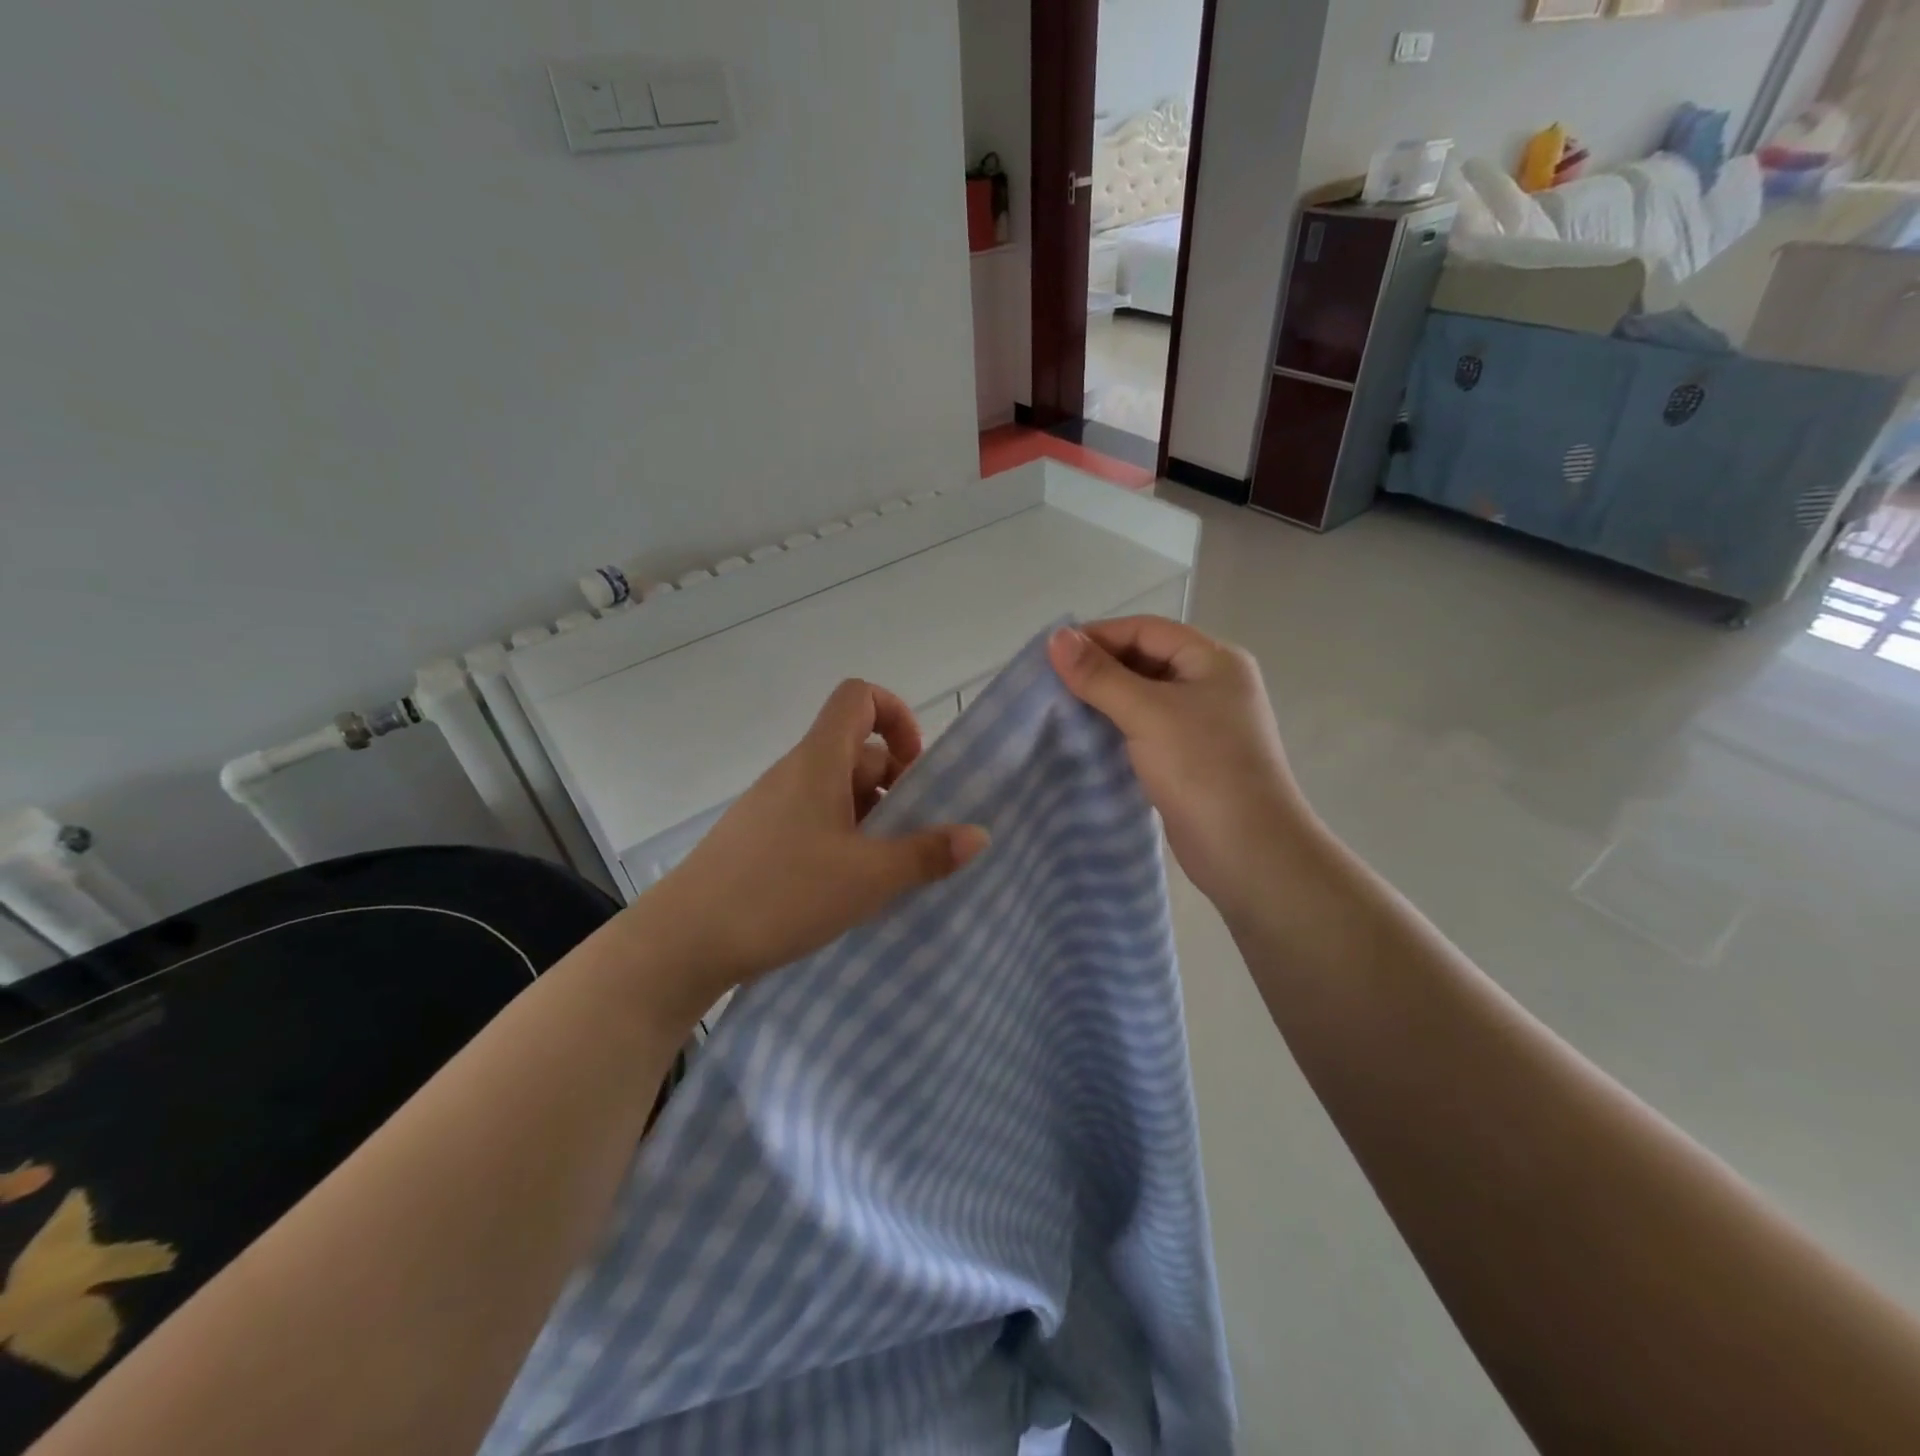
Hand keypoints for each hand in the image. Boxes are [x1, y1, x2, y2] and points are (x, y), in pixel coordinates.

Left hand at [633, 679, 988, 1024]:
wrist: (684, 941)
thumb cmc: (781, 893)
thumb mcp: (867, 877)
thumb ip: (926, 854)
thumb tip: (978, 835)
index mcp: (819, 761)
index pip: (858, 697)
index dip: (896, 715)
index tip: (916, 766)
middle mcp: (796, 774)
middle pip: (857, 751)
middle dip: (897, 784)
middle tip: (917, 835)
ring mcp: (775, 807)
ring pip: (839, 793)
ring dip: (873, 819)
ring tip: (892, 870)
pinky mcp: (762, 840)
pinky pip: (817, 821)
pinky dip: (845, 841)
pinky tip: (853, 888)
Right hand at [1047, 618, 1314, 913]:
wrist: (1247, 851)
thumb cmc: (1202, 768)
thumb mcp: (1147, 712)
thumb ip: (1100, 674)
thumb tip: (1055, 636)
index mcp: (1213, 659)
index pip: (1146, 630)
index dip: (1098, 636)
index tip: (1051, 654)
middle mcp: (1211, 684)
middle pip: (1144, 660)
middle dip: (1098, 668)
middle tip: (1050, 684)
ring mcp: (1202, 723)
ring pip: (1142, 696)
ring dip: (1103, 700)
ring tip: (1059, 710)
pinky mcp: (1189, 757)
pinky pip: (1145, 729)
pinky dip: (1115, 728)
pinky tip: (1084, 739)